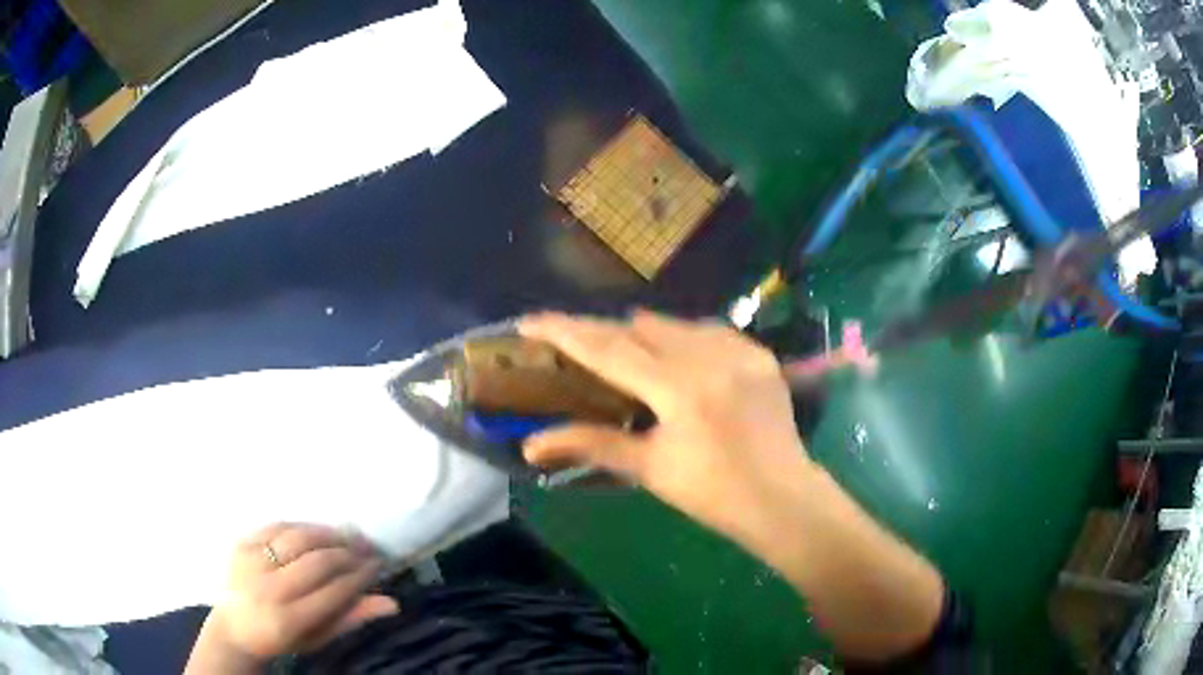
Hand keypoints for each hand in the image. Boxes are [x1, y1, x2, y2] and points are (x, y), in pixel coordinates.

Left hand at [196, 523, 398, 667]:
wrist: (233, 626)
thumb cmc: (280, 638)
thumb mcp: (317, 639)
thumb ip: (350, 619)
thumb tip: (391, 603)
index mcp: (289, 619)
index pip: (334, 591)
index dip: (361, 576)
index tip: (379, 566)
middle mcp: (269, 588)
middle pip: (317, 561)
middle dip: (348, 552)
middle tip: (368, 547)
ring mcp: (251, 562)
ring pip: (297, 538)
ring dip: (328, 533)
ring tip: (348, 534)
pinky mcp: (240, 543)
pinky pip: (275, 526)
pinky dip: (300, 526)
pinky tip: (316, 530)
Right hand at [520, 310, 816, 538]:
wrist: (782, 498)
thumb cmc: (711, 492)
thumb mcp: (648, 468)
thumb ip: (591, 443)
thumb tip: (531, 444)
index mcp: (678, 387)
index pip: (608, 348)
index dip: (564, 331)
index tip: (529, 319)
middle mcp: (710, 356)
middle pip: (639, 328)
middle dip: (603, 333)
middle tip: (577, 345)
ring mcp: (740, 350)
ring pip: (676, 325)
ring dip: (645, 336)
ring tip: (629, 358)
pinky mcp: (759, 354)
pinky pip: (710, 332)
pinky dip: (686, 341)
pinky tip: (679, 361)